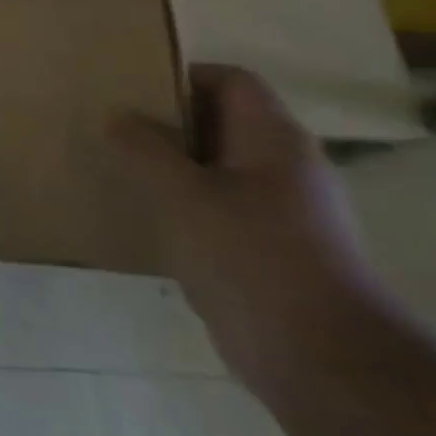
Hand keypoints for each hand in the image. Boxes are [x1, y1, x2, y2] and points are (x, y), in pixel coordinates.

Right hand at [106, 64, 385, 393]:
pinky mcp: (272, 252)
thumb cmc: (251, 256)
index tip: (131, 90)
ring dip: (172, 167)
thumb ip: (144, 148)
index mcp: (274, 139)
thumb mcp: (182, 193)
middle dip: (168, 123)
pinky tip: (148, 220)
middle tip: (115, 128)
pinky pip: (220, 210)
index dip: (182, 76)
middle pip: (222, 123)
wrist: (321, 360)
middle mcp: (286, 167)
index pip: (230, 80)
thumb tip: (116, 115)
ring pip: (218, 170)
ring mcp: (284, 212)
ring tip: (122, 171)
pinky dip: (185, 207)